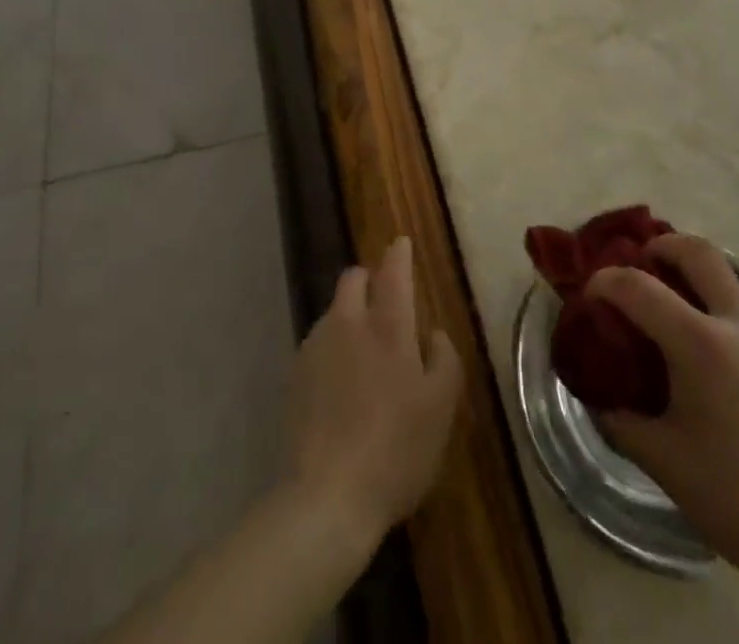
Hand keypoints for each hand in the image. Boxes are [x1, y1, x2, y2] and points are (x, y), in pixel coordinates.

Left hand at [283, 237, 461, 552]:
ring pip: (334, 311)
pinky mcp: (295, 375)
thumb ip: (444, 360)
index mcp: (388, 327)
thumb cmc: (397, 450)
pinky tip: (341, 383)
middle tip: (384, 301)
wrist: (327, 497)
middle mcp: (348, 324)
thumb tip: (434, 333)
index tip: (401, 242)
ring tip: (364, 351)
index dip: (398, 254)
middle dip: (368, 278)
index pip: (393, 273)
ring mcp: (316, 347)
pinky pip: (318, 343)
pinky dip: (333, 347)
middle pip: (353, 279)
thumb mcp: (441, 409)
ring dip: (349, 315)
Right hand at [587, 234, 738, 588]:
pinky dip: (730, 302)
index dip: (605, 282)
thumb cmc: (733, 498)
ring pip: (733, 275)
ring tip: (682, 305)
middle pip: (697, 251)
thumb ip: (619, 417)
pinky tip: (723, 341)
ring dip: (701, 274)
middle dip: (662, 247)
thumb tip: (597, 395)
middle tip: (643, 264)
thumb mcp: (660, 458)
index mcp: (700, 344)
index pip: (637, 286)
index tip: (590, 294)